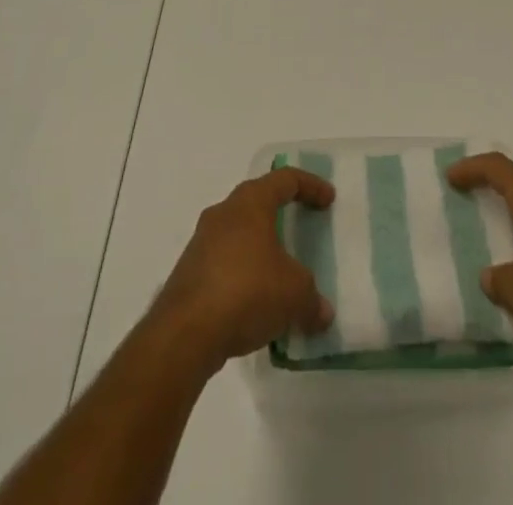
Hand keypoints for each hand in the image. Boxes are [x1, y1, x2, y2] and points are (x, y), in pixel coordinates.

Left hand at [148, 169, 336, 374]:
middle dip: (281, 213)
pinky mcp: (188, 273)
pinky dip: (243, 274)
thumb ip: (312, 299)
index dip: (310, 185)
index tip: (328, 199)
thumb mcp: (295, 294)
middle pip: (257, 201)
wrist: (184, 333)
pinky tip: (255, 303)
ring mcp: (201, 242)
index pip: (285, 179)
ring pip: (238, 233)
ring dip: (260, 247)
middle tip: (301, 226)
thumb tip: (322, 312)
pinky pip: (224, 263)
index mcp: (251, 202)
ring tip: (279, 273)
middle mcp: (224, 212)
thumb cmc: (247, 292)